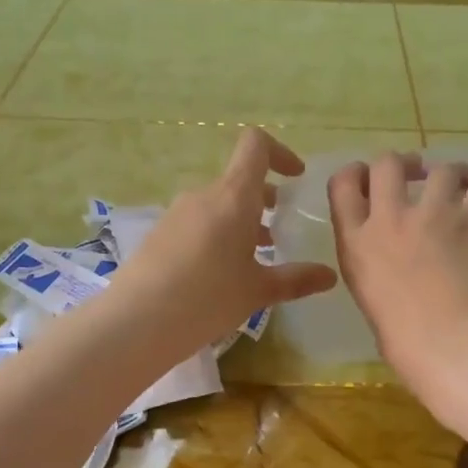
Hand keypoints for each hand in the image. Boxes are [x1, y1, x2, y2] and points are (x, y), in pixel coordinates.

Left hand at [113, 128, 337, 357]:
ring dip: (241, 222)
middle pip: (239, 180)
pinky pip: (198, 223)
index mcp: (233, 196)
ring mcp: (176, 213)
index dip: (280, 153)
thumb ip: (296, 279)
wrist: (137, 321)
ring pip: (218, 205)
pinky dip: (217, 236)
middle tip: (280, 234)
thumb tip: (330, 276)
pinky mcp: (159, 234)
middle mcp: (203, 195)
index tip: (296, 178)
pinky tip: (221, 275)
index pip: (256, 146)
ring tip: (255, 260)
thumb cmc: (208, 298)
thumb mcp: (258, 291)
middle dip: (264, 200)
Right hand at [328, 152, 467, 396]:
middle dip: (402, 165)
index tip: (371, 179)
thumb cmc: (409, 344)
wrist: (459, 347)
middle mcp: (391, 217)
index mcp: (357, 243)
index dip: (357, 174)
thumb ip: (376, 267)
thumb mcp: (371, 300)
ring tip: (460, 189)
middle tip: (417, 176)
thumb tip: (397, 261)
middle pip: (387, 162)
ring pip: (440, 168)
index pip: (343, 184)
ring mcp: (436, 212)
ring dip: (449, 175)